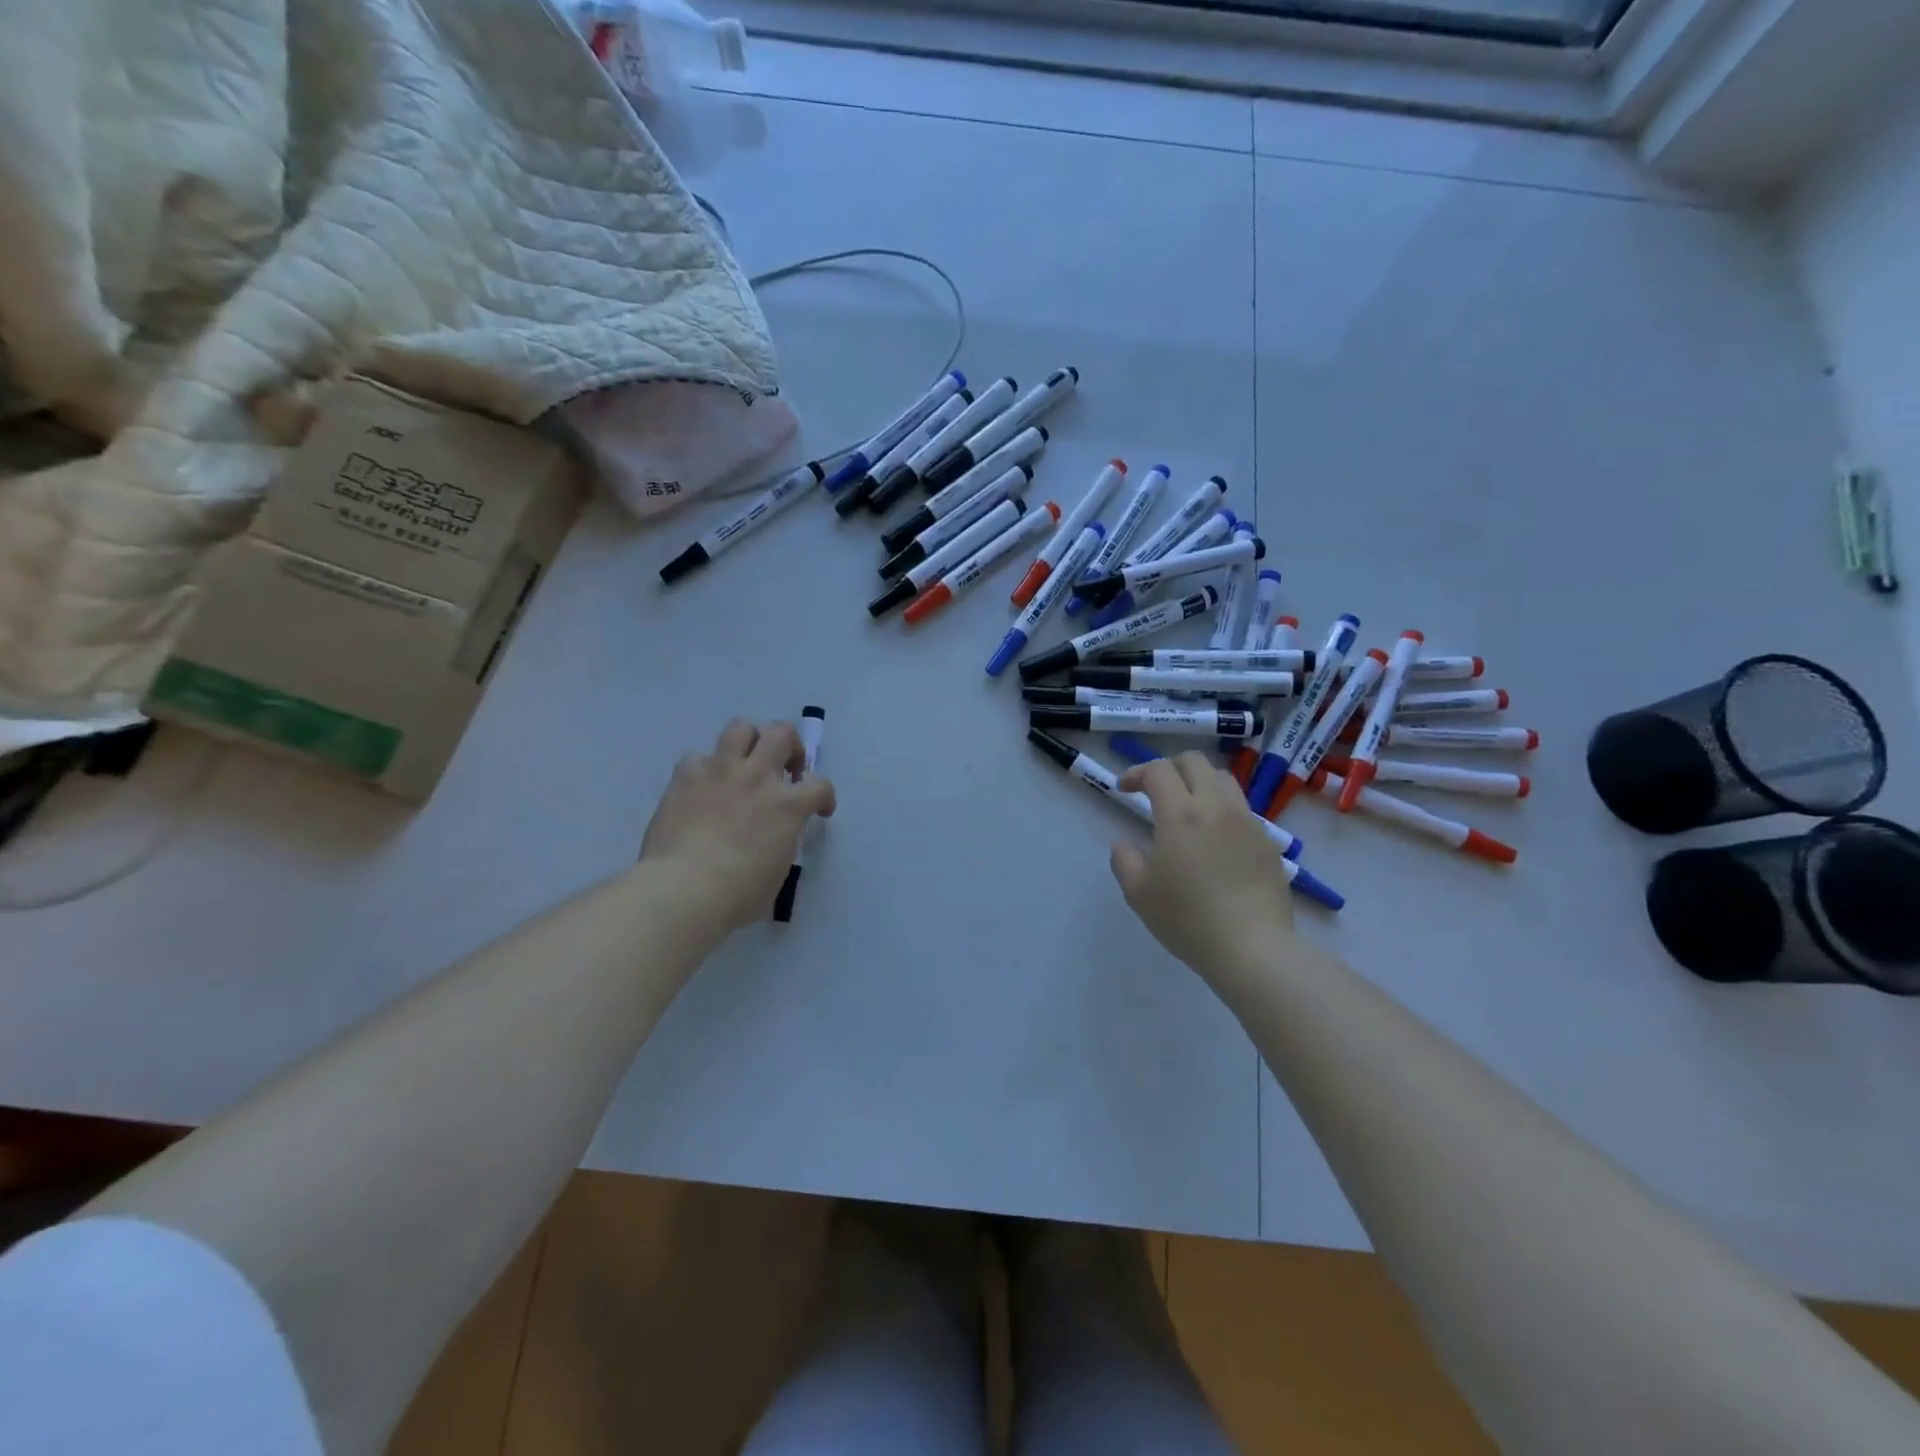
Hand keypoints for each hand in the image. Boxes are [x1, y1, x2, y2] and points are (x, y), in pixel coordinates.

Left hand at [639, 719, 835, 936]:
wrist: (684, 889)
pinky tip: (702, 788)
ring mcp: (720, 771)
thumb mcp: (778, 869)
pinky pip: (697, 757)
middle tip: (783, 770)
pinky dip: (703, 769)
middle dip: (789, 747)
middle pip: (782, 733)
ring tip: (745, 764)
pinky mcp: (685, 777)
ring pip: (741, 727)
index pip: (821, 785)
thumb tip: (773, 836)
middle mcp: (758, 777)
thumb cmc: (738, 894)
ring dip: (749, 741)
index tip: (819, 810)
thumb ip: (782, 840)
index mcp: (788, 805)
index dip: (824, 796)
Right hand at [1110, 752, 1293, 974]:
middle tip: (1154, 790)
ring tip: (1187, 808)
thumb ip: (1124, 860)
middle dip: (1169, 767)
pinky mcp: (1267, 841)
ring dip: (1199, 783)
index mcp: (1180, 813)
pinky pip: (1241, 809)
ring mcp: (1247, 821)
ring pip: (1223, 779)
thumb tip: (1124, 844)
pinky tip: (1214, 838)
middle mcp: (1216, 806)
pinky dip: (1222, 809)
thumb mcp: (1139, 893)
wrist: (1252, 948)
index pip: (1158, 770)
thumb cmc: (1187, 918)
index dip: (1136, 773)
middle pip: (1194, 762)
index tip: (1124, 790)